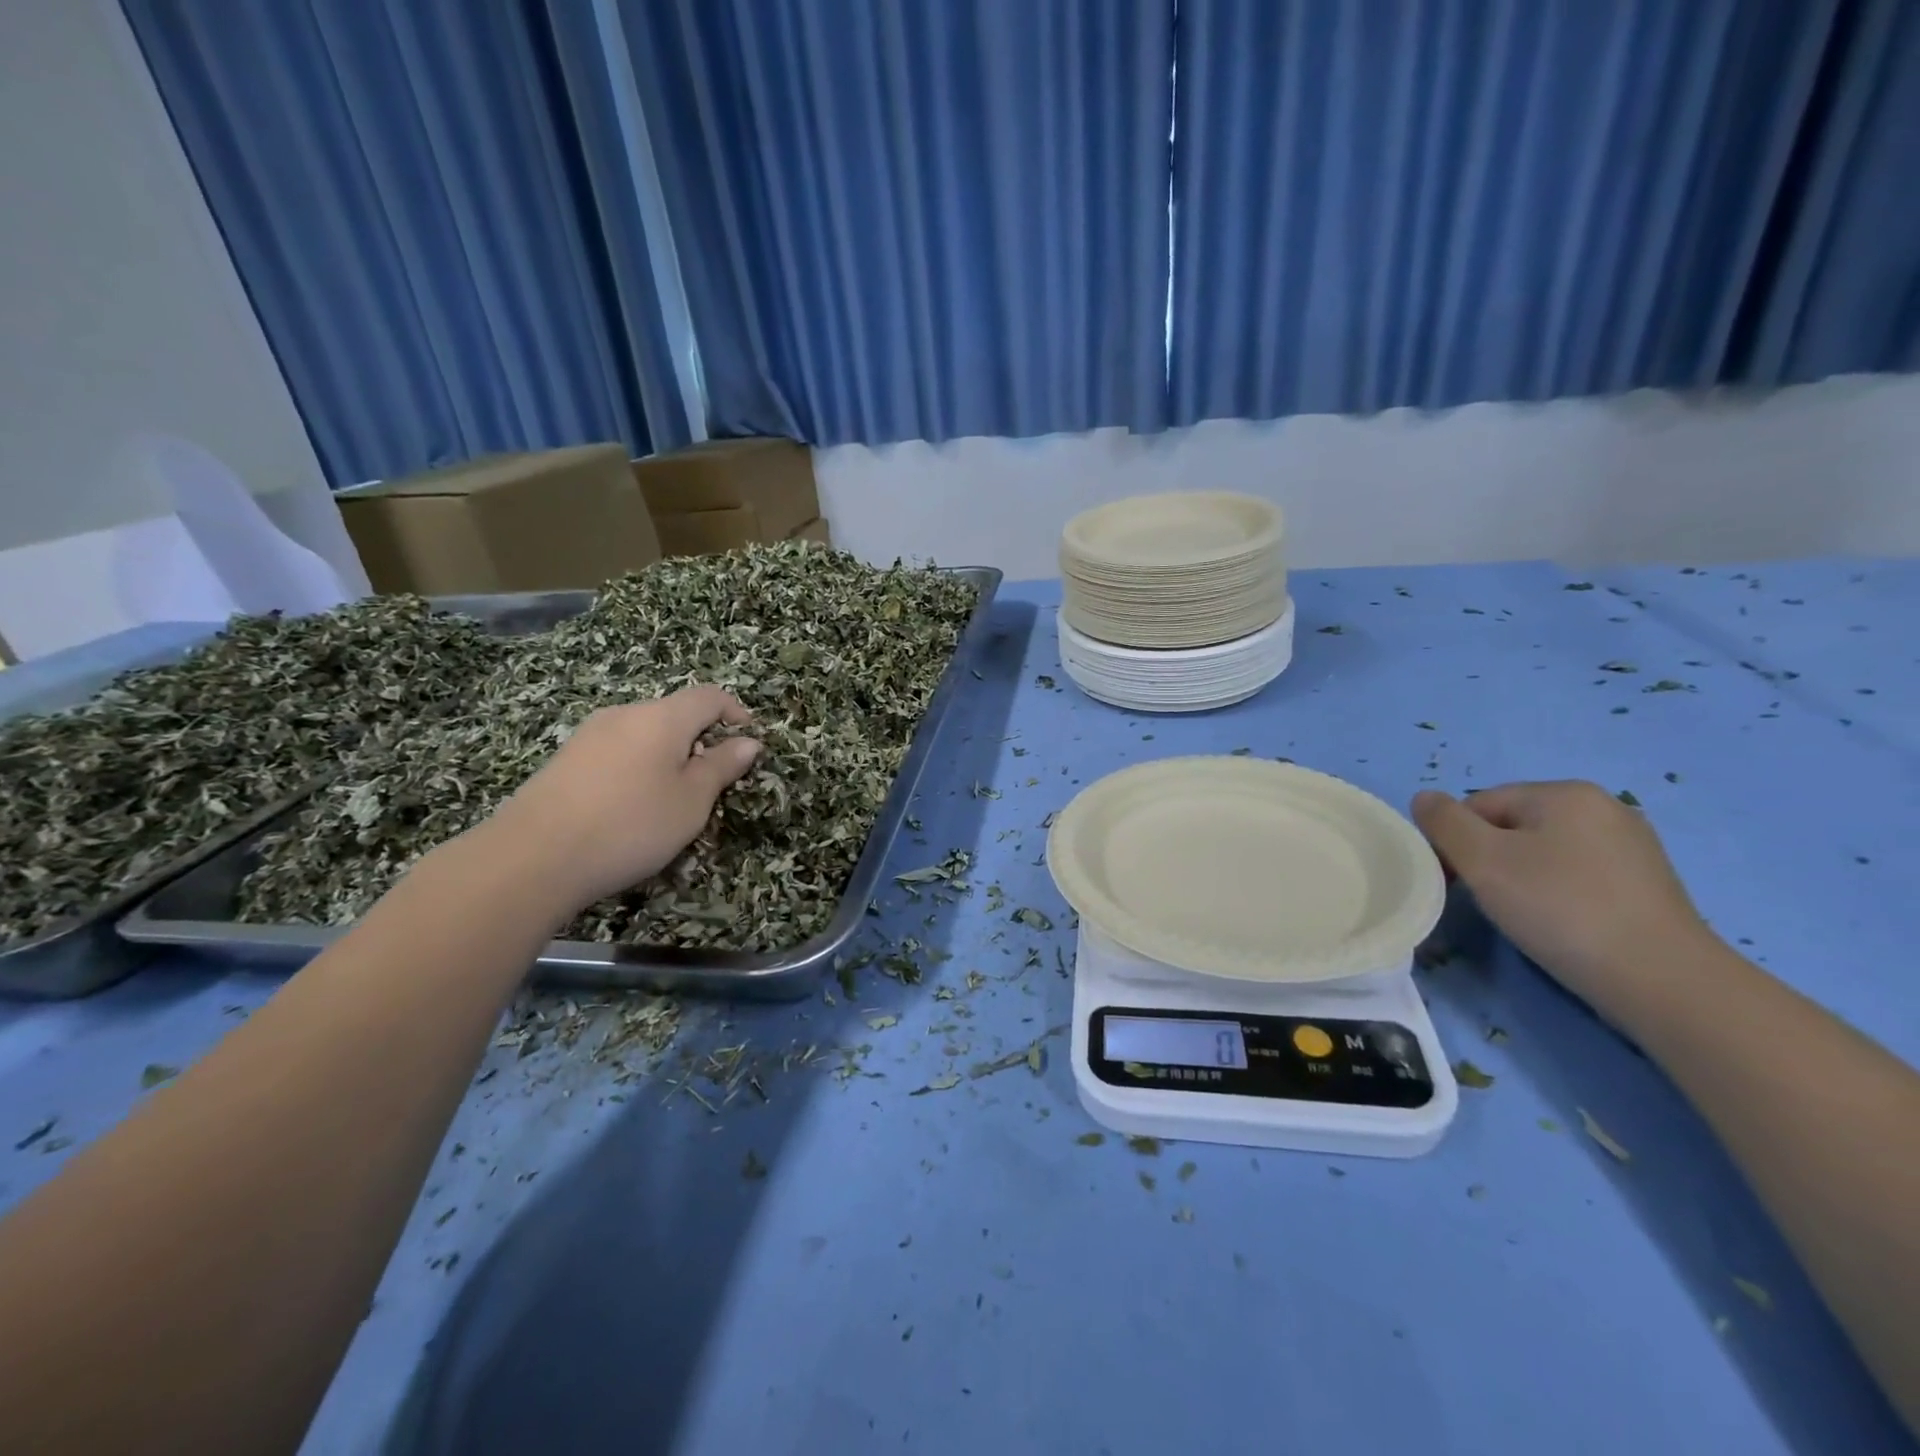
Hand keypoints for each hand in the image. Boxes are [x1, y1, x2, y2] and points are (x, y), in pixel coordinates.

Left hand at [483, 687, 760, 913]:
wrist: (532, 857)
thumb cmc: (631, 824)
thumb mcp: (692, 801)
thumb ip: (721, 767)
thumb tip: (748, 741)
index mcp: (662, 717)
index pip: (710, 696)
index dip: (736, 713)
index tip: (748, 744)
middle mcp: (625, 714)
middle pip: (675, 713)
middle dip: (700, 740)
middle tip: (711, 783)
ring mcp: (590, 734)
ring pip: (644, 734)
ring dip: (668, 756)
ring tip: (670, 800)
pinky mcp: (566, 759)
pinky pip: (617, 751)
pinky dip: (638, 768)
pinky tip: (629, 807)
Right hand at [1411, 781, 1715, 1006]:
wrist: (1663, 981)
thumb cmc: (1560, 909)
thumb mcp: (1481, 860)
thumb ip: (1443, 822)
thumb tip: (1425, 799)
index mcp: (1565, 793)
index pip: (1479, 804)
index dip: (1455, 840)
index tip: (1455, 881)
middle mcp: (1604, 808)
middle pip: (1512, 826)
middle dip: (1489, 859)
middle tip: (1486, 900)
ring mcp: (1632, 846)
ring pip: (1544, 852)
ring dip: (1520, 878)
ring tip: (1523, 916)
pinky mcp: (1647, 884)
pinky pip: (1577, 876)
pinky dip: (1557, 894)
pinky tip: (1560, 924)